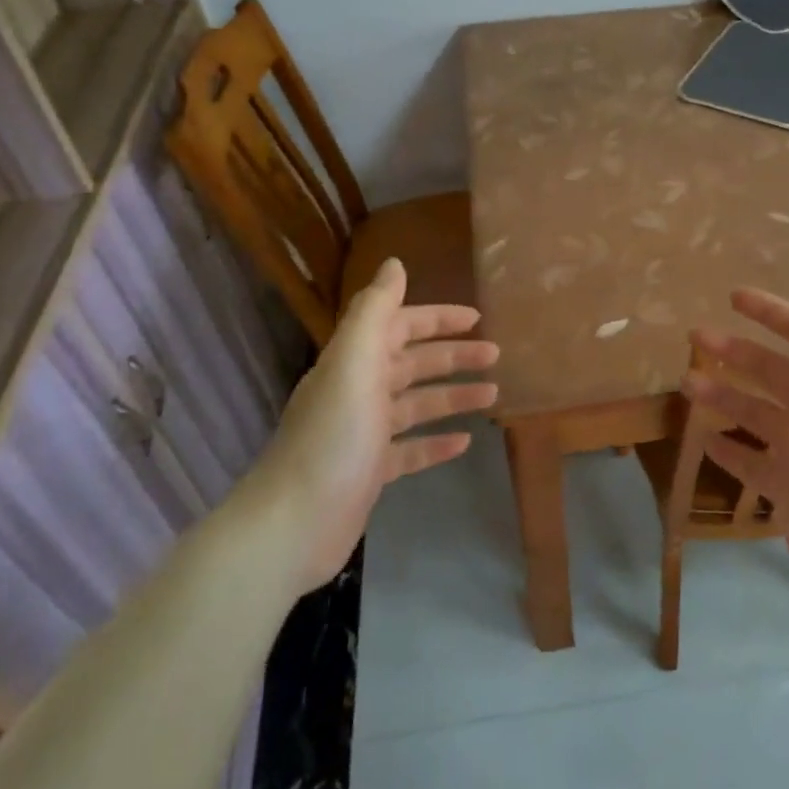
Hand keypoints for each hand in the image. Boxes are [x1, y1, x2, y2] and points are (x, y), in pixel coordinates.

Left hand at [249, 257, 497, 591]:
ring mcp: (364, 433)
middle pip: (413, 363)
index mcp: (355, 361)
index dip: (436, 318)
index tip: (477, 317)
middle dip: (453, 355)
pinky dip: (437, 442)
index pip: (400, 326)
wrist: (292, 524)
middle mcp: (359, 390)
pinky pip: (411, 449)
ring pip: (417, 405)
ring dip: (452, 396)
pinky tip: (465, 442)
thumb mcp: (354, 363)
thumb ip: (375, 311)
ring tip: (493, 395)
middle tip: (495, 354)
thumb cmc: (332, 437)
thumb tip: (394, 263)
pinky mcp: (370, 472)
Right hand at [685, 256, 788, 615]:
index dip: (773, 311)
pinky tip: (703, 438)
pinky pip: (751, 461)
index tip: (733, 297)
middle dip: (735, 350)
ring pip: (756, 412)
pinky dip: (728, 448)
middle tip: (694, 337)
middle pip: (773, 370)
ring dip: (723, 394)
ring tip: (686, 384)